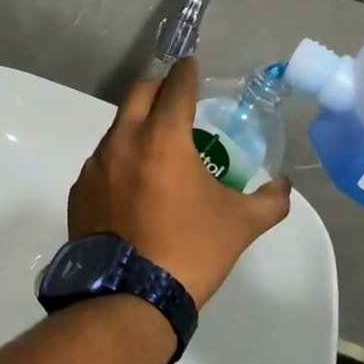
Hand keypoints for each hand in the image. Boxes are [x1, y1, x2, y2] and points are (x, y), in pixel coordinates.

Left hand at [69, 58, 293, 307]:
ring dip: (137, 126)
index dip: (187, 73)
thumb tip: (283, 187)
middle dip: (159, 89)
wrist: (129, 297)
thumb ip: (269, 200)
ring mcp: (95, 166)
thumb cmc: (190, 251)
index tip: (192, 66)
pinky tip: (133, 186)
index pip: (176, 87)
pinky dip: (120, 160)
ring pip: (117, 128)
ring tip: (157, 149)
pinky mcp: (79, 190)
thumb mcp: (240, 225)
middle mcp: (123, 141)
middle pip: (138, 94)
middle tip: (176, 99)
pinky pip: (102, 162)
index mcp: (163, 138)